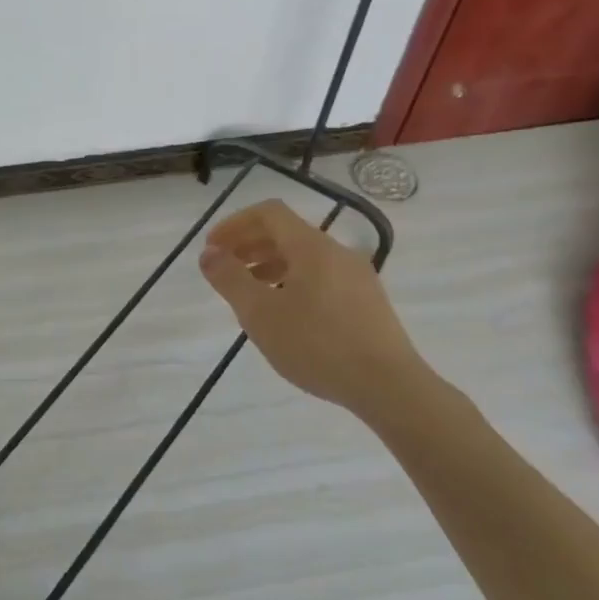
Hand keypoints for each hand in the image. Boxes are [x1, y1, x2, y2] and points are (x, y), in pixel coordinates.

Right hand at [198, 199, 428, 418]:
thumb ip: (230, 279)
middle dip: (249, 244)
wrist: (388, 386)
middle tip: (224, 269)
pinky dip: (292, 281)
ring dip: (269, 265)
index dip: (234, 224)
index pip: (268, 213)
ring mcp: (357, 276)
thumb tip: (210, 253)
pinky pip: (321, 277)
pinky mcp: (367, 301)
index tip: (212, 248)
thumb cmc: (317, 344)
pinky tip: (285, 314)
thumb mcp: (260, 313)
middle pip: (287, 232)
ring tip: (249, 293)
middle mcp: (337, 252)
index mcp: (311, 246)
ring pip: (304, 257)